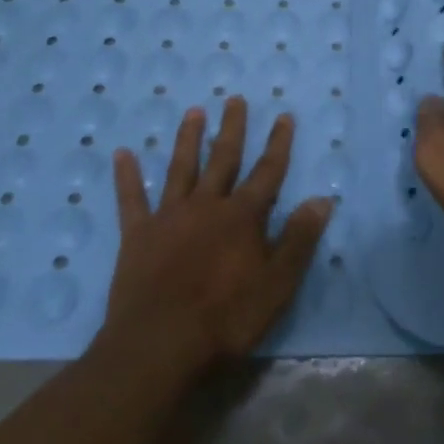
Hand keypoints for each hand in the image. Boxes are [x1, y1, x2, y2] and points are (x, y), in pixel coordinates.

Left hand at [103, 97, 333, 373]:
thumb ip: (299, 239)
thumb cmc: (226, 317)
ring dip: (188, 139)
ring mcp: (169, 217)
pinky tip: (121, 154)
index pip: (268, 172)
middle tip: (234, 99)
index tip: (284, 116)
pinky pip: (131, 199)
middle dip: (232, 128)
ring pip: (181, 168)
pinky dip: (127, 176)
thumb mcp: (277, 284)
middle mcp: (207, 205)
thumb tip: (322, 198)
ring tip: (193, 112)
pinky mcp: (138, 235)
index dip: (278, 143)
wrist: (159, 344)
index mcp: (243, 217)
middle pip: (223, 159)